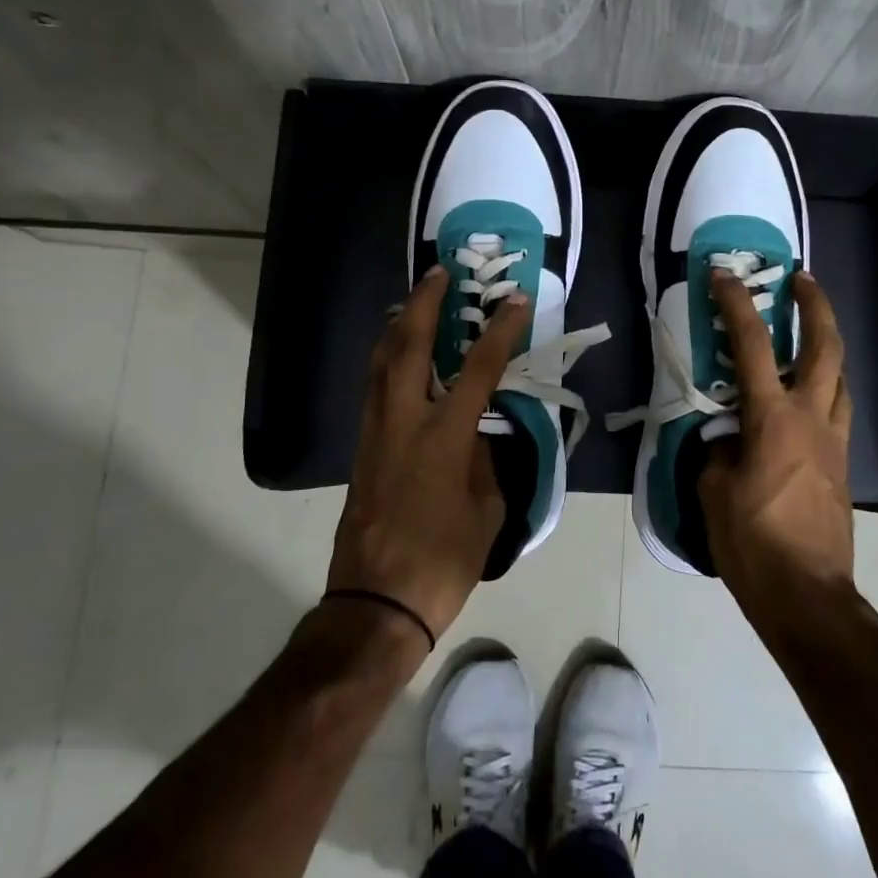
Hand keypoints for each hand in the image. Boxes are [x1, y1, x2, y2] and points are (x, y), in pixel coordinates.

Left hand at [327, 267, 530, 642]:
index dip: (500, 330)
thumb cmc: (443, 560)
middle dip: (425, 303)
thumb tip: (480, 434)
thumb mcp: (487, 510)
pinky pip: (373, 387)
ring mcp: (375, 433)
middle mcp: (404, 422)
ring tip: (414, 302)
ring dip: (399, 325)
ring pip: (380, 361)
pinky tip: (397, 356)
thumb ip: (486, 461)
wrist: (377, 603)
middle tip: (440, 274)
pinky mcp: (362, 449)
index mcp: (444, 436)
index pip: (479, 369)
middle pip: (409, 346)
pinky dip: (386, 358)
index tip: (515, 301)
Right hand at [699, 269, 854, 622]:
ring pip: (841, 376)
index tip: (724, 276)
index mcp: (773, 419)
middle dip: (816, 305)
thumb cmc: (752, 543)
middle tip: (801, 279)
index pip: (754, 346)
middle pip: (826, 346)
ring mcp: (835, 441)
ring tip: (808, 332)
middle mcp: (812, 418)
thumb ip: (719, 451)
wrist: (807, 595)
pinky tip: (807, 395)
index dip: (736, 305)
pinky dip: (826, 385)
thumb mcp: (714, 492)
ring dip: (827, 343)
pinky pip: (838, 409)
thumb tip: (728, 437)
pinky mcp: (842, 464)